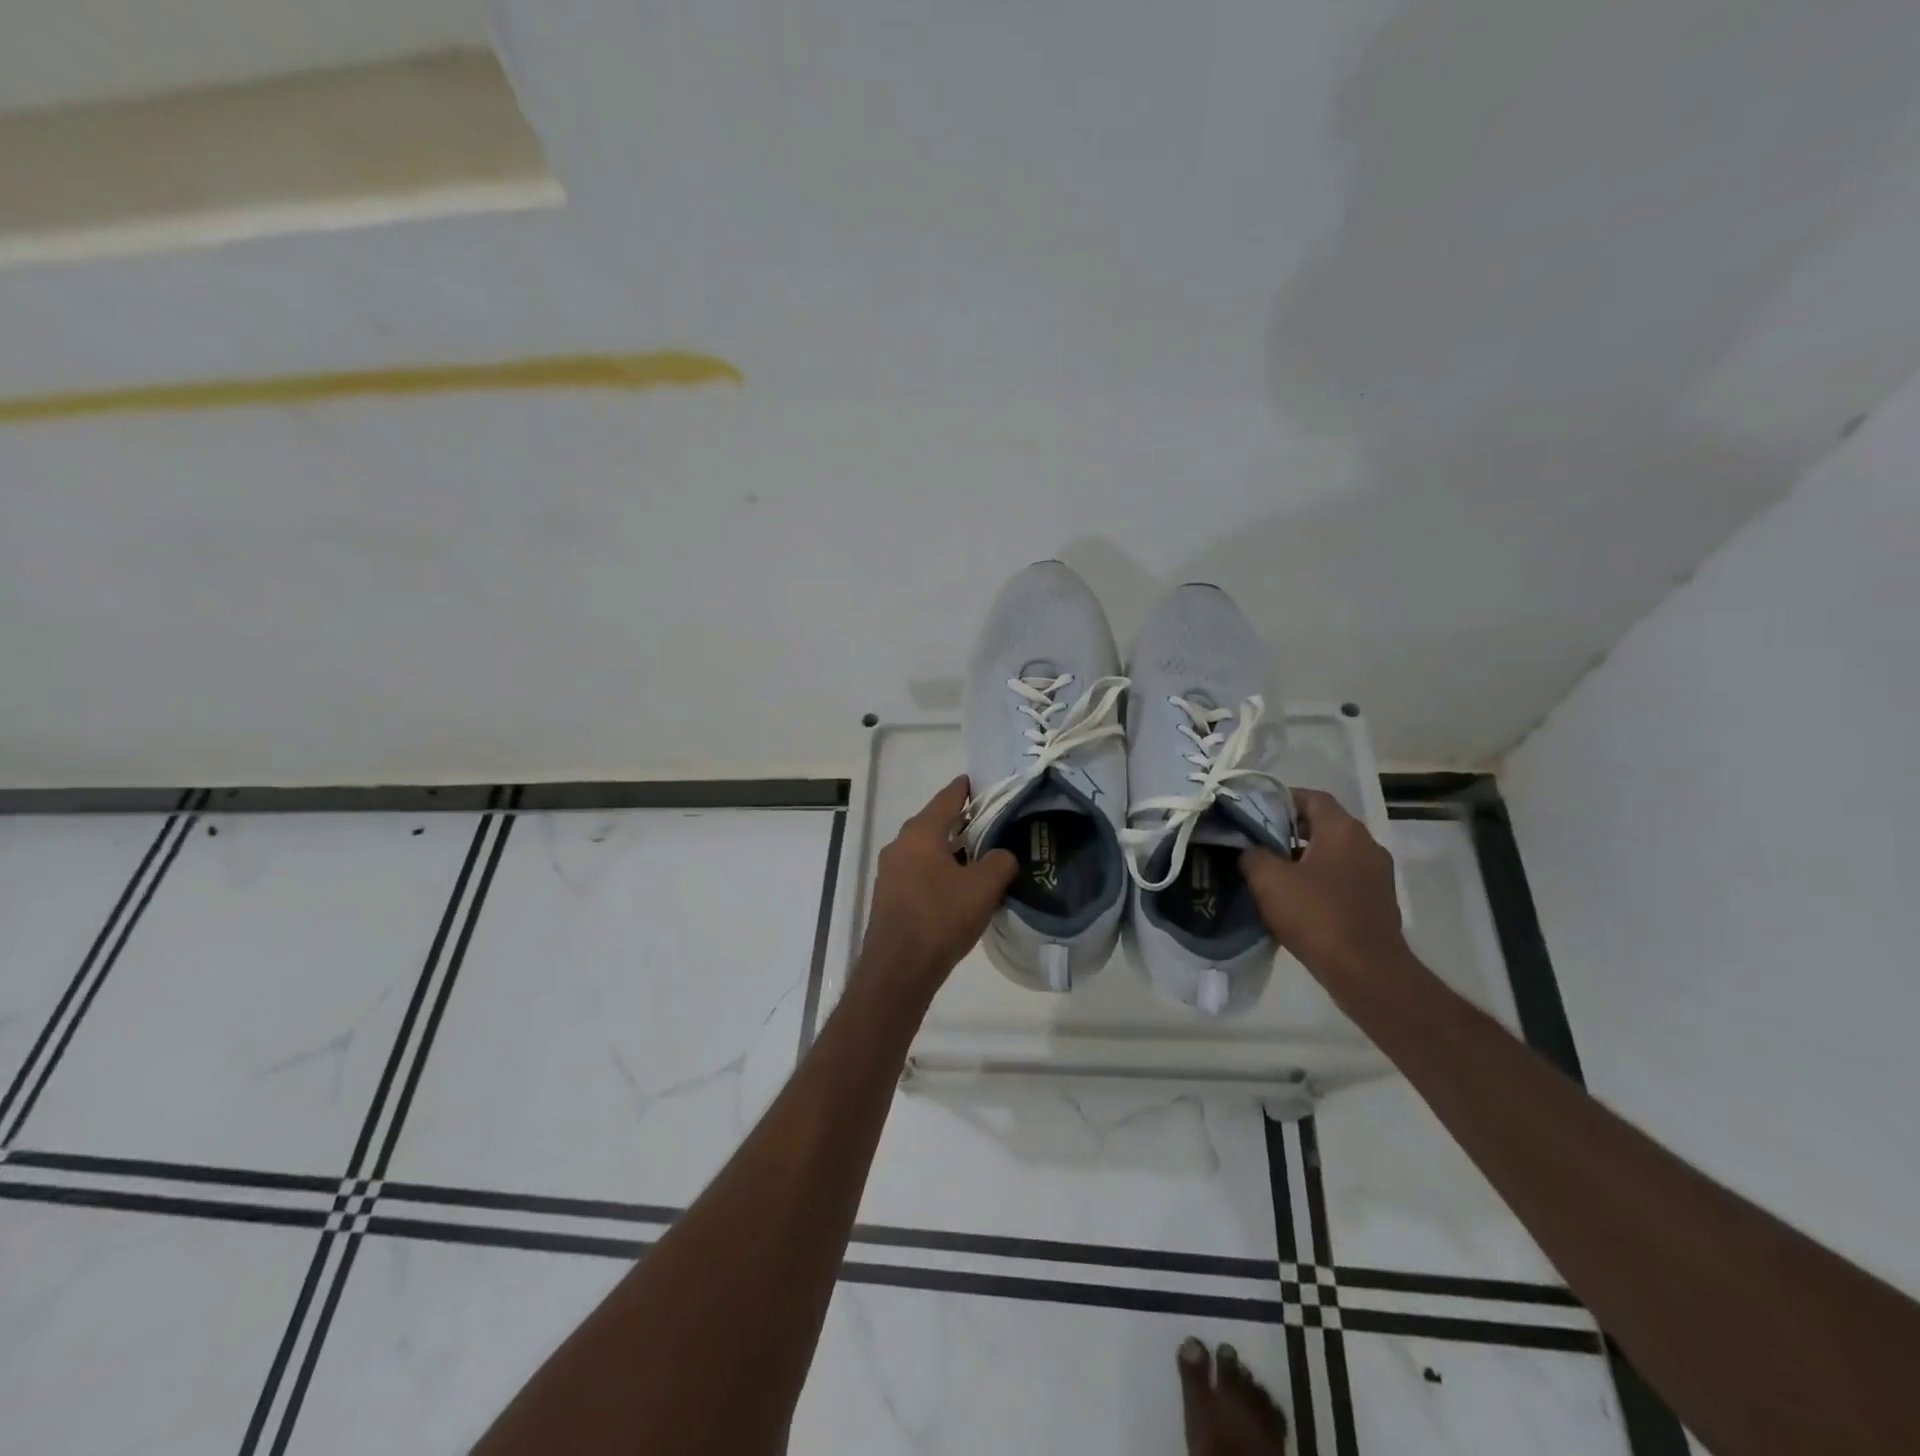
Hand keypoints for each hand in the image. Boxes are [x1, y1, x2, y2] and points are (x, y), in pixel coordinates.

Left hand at [853, 777, 1017, 1011]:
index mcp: (920, 833)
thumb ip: (999, 862)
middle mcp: (900, 845)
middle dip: (960, 821)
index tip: (978, 781)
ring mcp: (890, 872)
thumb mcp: (983, 887)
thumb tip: (1002, 855)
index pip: (946, 799)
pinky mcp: (889, 895)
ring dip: (950, 848)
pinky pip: (919, 871)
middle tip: (989, 820)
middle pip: (934, 823)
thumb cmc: (940, 918)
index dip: (964, 789)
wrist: (899, 968)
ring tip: (979, 854)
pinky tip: (958, 884)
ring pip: (926, 849)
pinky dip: (938, 869)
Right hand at [1241, 789, 1408, 987]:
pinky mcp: (1378, 901)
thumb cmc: (1317, 916)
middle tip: (1256, 842)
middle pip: (1323, 824)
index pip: (1311, 797)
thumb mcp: (1269, 881)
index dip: (1281, 800)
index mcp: (1343, 831)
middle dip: (1289, 830)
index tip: (1253, 812)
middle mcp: (1366, 845)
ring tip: (1272, 872)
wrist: (1367, 972)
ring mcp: (1377, 874)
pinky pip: (1343, 878)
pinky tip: (1296, 899)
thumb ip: (1252, 855)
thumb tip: (1249, 849)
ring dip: (1304, 858)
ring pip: (1333, 853)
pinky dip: (1320, 880)